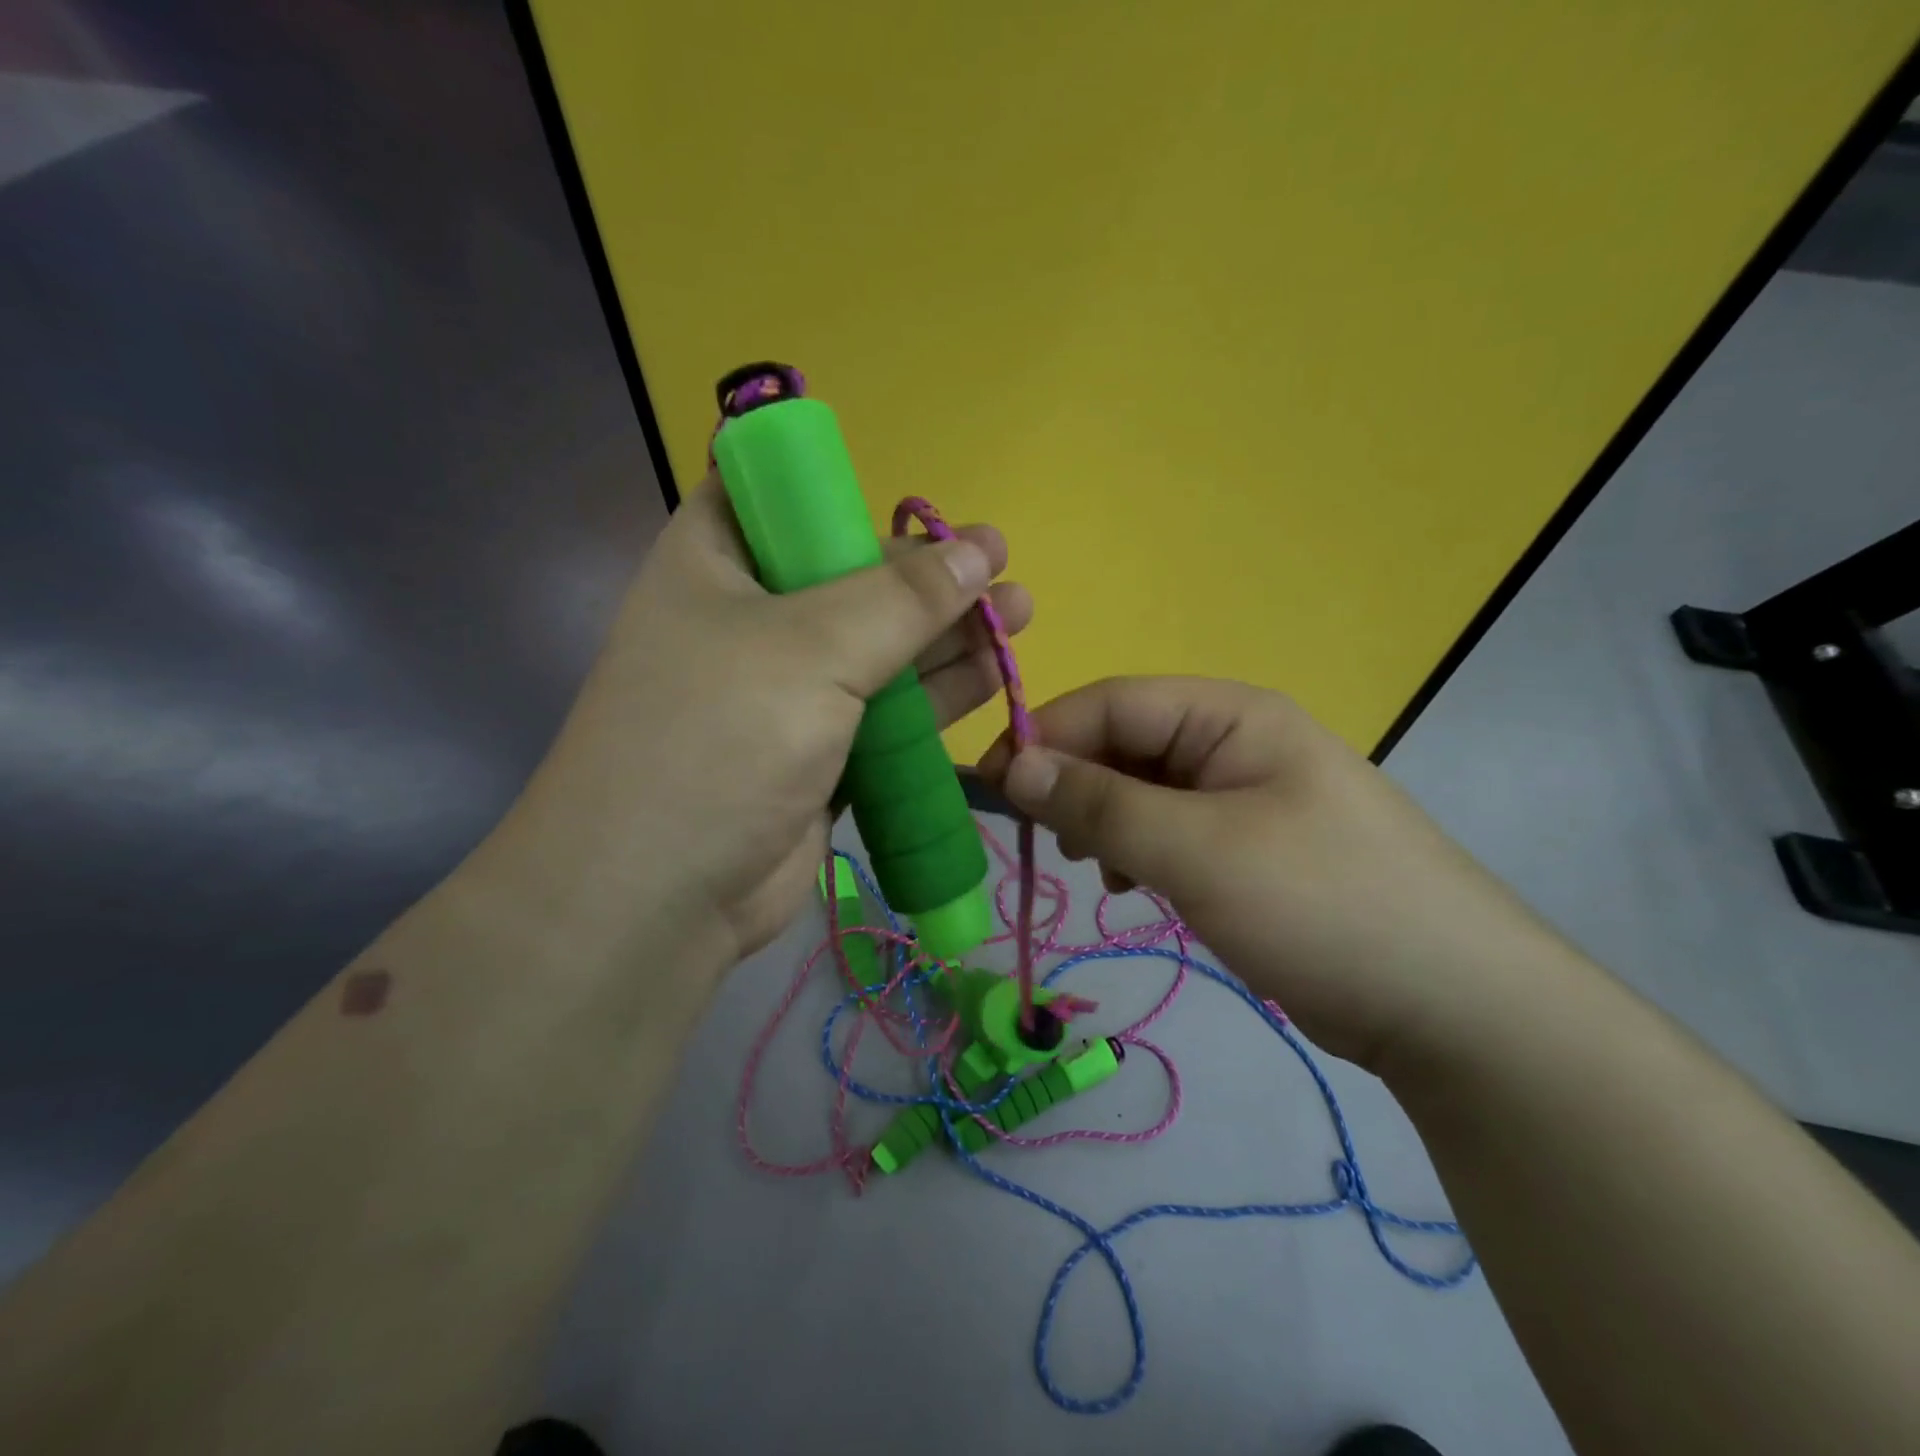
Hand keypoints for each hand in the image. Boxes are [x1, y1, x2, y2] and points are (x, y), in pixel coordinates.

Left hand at [508, 473, 1031, 966]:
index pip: (778, 498)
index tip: (916, 507)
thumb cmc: (721, 739)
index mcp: (715, 563)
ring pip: (878, 648)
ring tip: (1018, 614)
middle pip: (848, 576)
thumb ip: (902, 599)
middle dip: (926, 575)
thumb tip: (979, 551)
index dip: (847, 494)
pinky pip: (886, 711)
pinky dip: (935, 696)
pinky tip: (992, 676)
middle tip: (1002, 569)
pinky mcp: (817, 752)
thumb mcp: (813, 649)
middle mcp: (748, 619)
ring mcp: (784, 692)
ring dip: (946, 635)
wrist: (662, 897)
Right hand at [977, 677, 1567, 1070]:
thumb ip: (1099, 803)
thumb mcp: (1196, 849)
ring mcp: (1244, 796)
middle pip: (1125, 744)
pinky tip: (1129, 885)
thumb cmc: (1321, 904)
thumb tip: (1012, 765)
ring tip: (1094, 868)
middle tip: (1042, 839)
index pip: (1113, 703)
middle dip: (1074, 784)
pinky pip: (1168, 829)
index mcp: (1231, 715)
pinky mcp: (1248, 847)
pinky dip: (1136, 851)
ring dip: (1103, 821)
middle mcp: (1235, 743)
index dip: (1045, 736)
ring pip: (1141, 790)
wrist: (1453, 1006)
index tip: (990, 786)